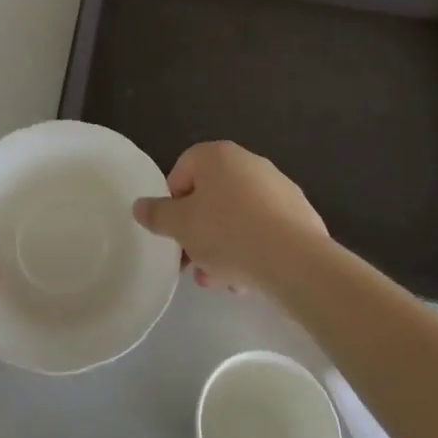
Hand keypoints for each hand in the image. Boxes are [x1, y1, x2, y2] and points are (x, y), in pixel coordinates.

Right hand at [132, 142, 327, 294]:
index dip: (172, 204)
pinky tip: (248, 281)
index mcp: (217, 155)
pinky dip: (253, 249)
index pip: (182, 171)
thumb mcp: (181, 226)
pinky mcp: (298, 214)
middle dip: (199, 232)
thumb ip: (157, 214)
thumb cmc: (228, 233)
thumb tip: (139, 205)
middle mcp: (248, 162)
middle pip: (211, 196)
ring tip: (221, 282)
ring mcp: (277, 186)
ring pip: (238, 216)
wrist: (295, 261)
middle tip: (194, 264)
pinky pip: (264, 229)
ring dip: (224, 246)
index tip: (173, 235)